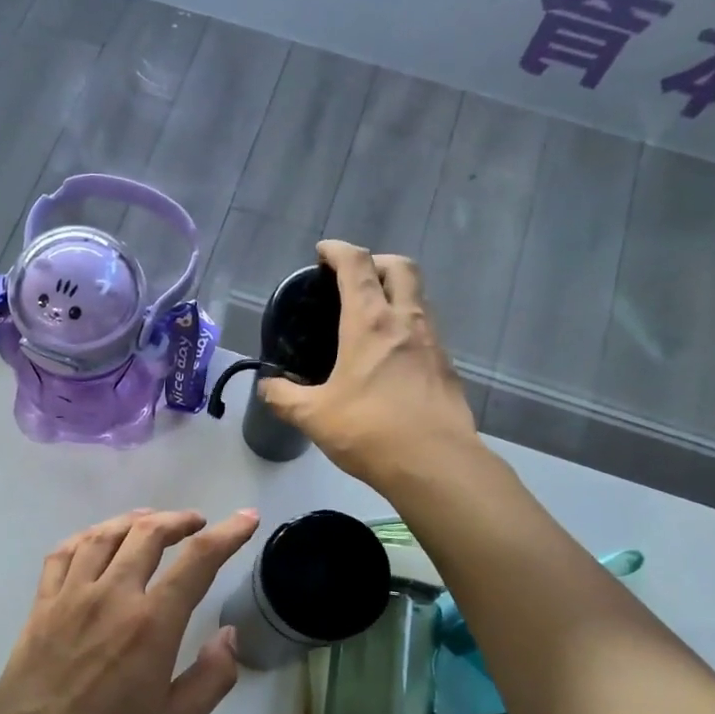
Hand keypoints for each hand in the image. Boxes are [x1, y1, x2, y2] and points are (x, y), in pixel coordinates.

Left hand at [0, 508, 260, 713]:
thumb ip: (212, 677)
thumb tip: (228, 635)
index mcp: (151, 624)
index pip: (198, 560)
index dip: (228, 534)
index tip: (246, 518)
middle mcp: (111, 596)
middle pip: (148, 534)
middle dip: (179, 520)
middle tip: (197, 523)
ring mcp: (69, 597)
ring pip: (104, 536)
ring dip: (134, 521)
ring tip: (152, 521)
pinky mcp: (39, 607)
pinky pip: (62, 554)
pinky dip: (86, 537)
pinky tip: (96, 541)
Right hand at [258, 241, 478, 487]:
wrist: (435, 463)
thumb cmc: (369, 431)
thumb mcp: (313, 416)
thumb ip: (284, 397)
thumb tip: (267, 386)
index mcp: (370, 322)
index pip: (357, 265)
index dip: (338, 250)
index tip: (323, 252)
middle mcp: (406, 321)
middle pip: (400, 267)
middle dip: (376, 261)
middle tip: (355, 277)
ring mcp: (433, 342)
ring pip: (418, 297)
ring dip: (396, 293)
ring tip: (372, 317)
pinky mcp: (447, 367)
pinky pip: (427, 329)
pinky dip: (408, 326)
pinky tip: (392, 356)